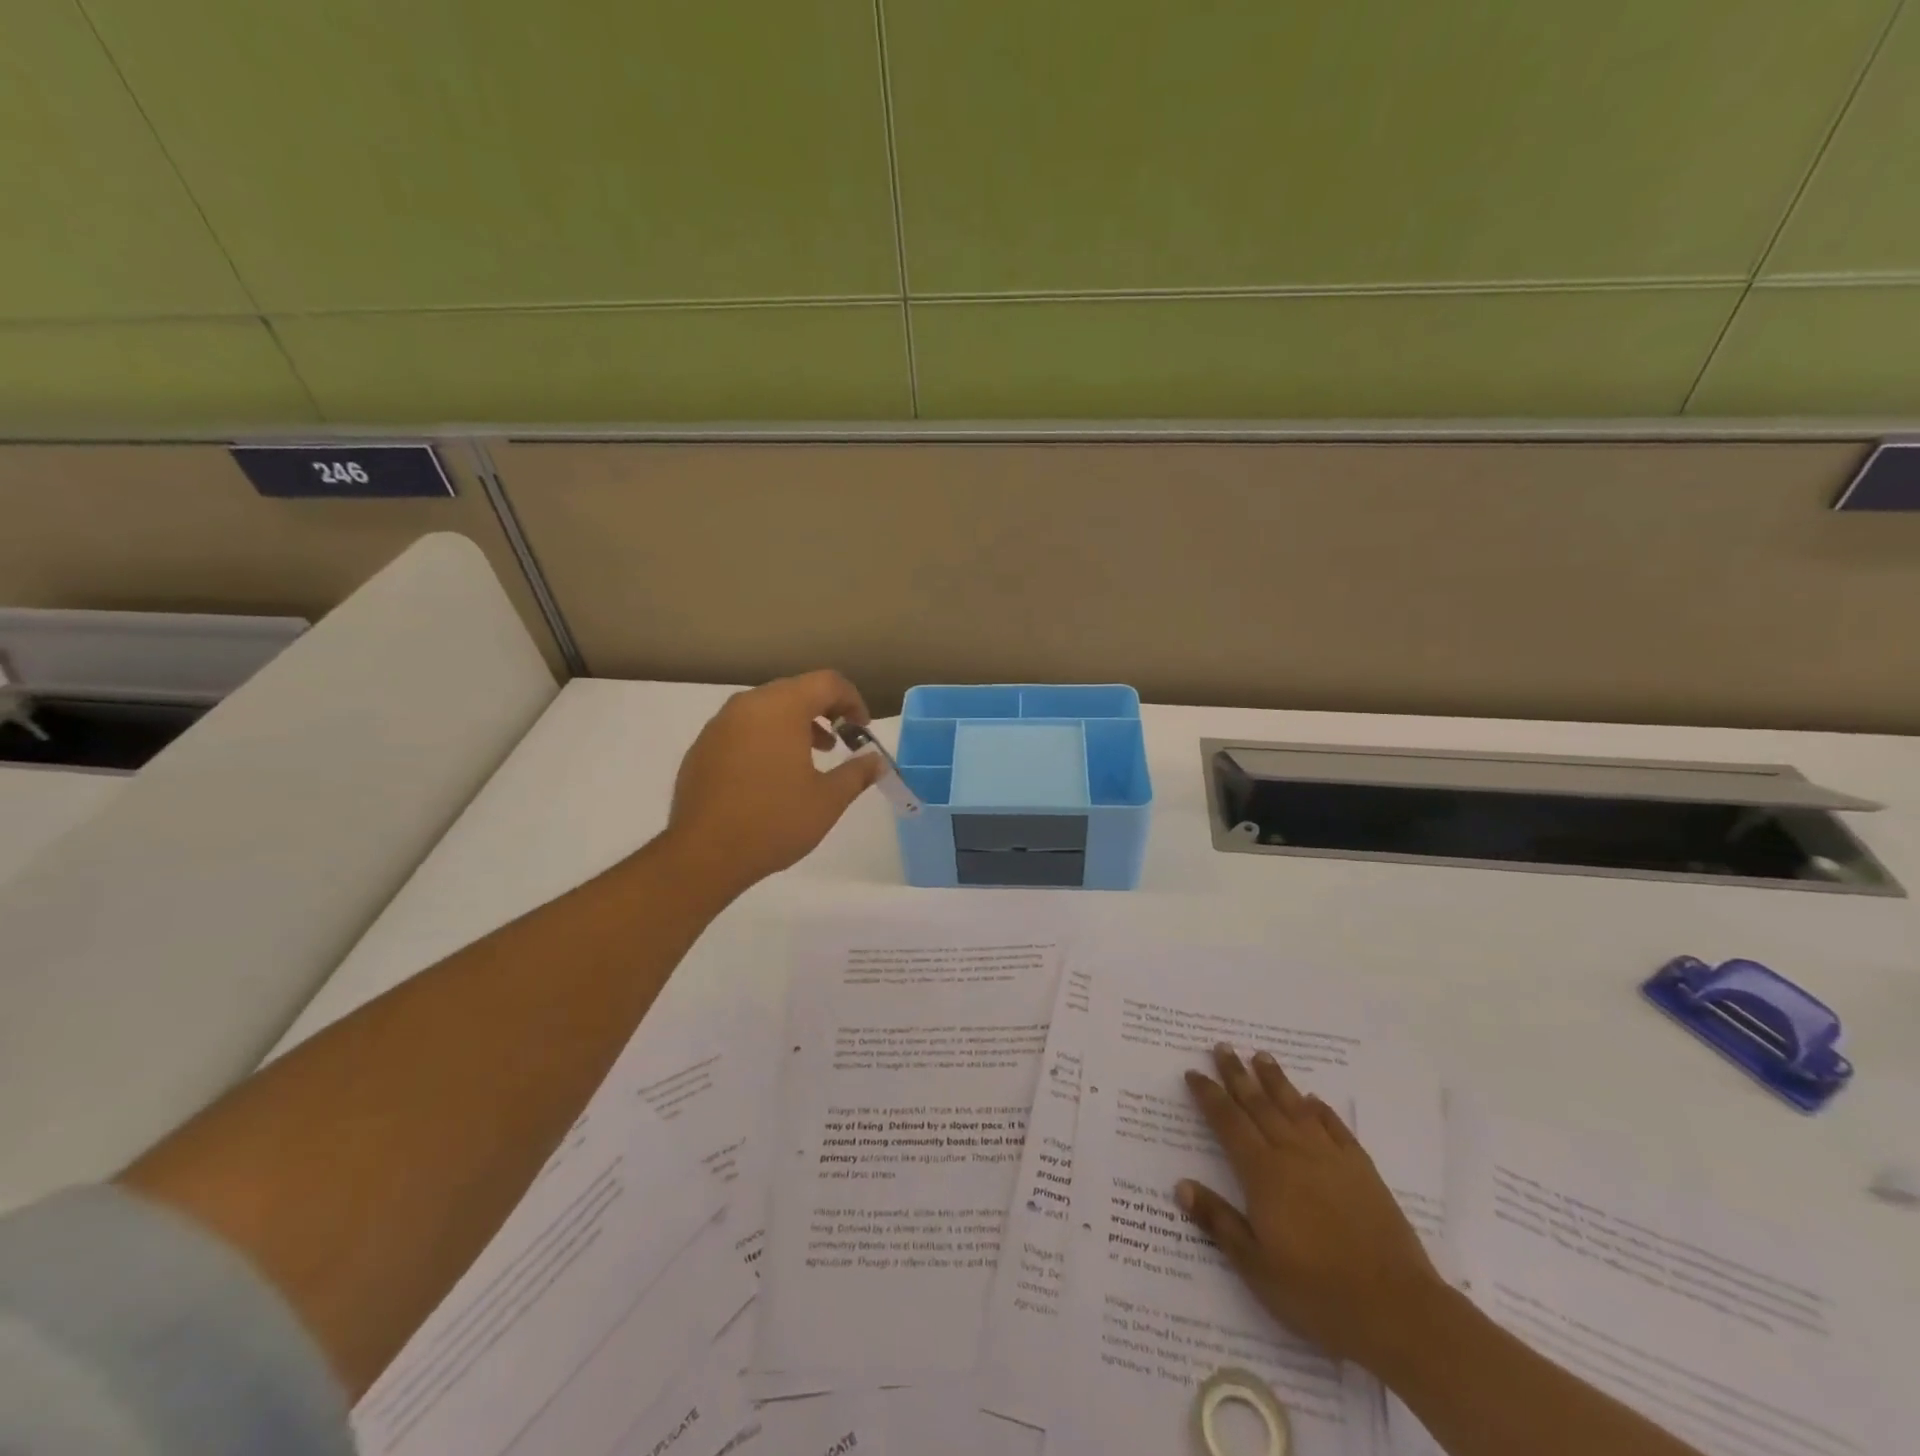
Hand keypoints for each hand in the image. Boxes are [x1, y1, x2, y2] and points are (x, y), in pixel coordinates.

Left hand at [664, 670, 882, 898]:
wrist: (704, 854)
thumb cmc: (774, 821)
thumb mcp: (828, 800)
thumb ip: (857, 773)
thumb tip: (876, 761)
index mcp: (781, 708)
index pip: (827, 682)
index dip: (852, 700)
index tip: (862, 730)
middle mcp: (747, 706)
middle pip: (795, 690)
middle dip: (824, 711)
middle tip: (842, 741)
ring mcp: (719, 726)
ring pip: (766, 708)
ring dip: (795, 724)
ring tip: (811, 757)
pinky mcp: (702, 748)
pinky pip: (742, 729)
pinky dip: (766, 738)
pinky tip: (772, 775)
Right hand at [1179, 1044, 1441, 1372]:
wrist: (1397, 1309)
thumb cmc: (1317, 1292)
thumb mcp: (1256, 1266)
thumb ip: (1219, 1222)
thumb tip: (1181, 1185)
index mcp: (1263, 1173)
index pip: (1228, 1122)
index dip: (1209, 1096)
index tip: (1193, 1072)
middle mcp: (1293, 1154)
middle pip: (1259, 1104)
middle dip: (1237, 1075)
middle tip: (1223, 1047)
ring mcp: (1330, 1158)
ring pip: (1295, 1107)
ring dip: (1276, 1080)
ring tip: (1262, 1056)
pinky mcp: (1362, 1171)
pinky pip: (1336, 1128)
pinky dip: (1321, 1110)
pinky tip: (1313, 1101)